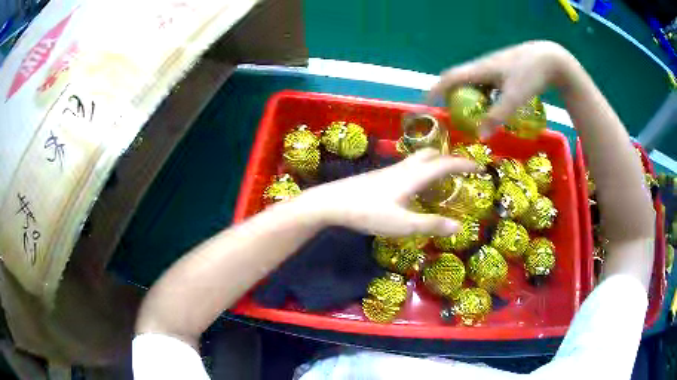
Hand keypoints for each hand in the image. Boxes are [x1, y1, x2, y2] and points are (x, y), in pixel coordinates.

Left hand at [294, 149, 476, 236]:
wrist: (332, 202)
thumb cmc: (368, 213)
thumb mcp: (403, 224)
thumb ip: (431, 225)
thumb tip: (459, 227)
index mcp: (413, 176)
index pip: (445, 164)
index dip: (464, 164)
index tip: (479, 166)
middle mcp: (403, 168)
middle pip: (431, 155)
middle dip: (448, 159)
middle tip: (459, 172)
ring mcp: (389, 170)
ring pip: (417, 160)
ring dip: (433, 164)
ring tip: (440, 181)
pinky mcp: (379, 176)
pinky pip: (407, 168)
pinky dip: (420, 171)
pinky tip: (414, 188)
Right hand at [427, 40, 573, 137]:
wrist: (549, 59)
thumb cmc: (530, 75)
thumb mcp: (514, 98)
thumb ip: (497, 117)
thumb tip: (480, 137)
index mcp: (480, 70)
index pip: (449, 78)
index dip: (435, 90)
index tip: (425, 104)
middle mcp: (483, 66)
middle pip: (459, 79)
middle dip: (450, 96)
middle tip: (451, 115)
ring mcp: (494, 67)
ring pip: (473, 81)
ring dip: (468, 96)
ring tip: (471, 115)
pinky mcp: (504, 70)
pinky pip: (486, 83)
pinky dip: (483, 95)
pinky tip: (492, 105)